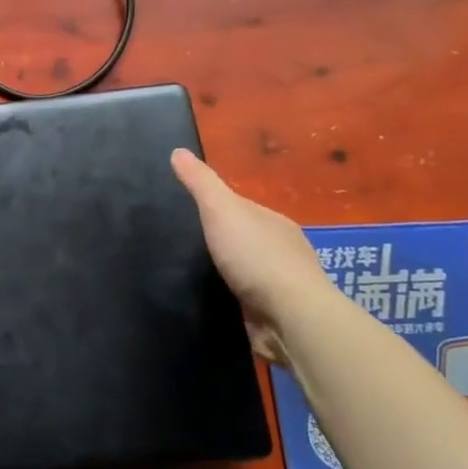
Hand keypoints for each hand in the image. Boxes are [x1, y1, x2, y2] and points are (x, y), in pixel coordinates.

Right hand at [170, 150, 331, 329]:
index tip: (185, 212)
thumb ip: (200, 183)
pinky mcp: (273, 314)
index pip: (240, 208)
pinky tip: (211, 299)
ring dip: (225, 272)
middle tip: (180, 245)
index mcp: (274, 223)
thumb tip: (178, 151)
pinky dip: (230, 297)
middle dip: (220, 241)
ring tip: (188, 274)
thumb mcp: (221, 209)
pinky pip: (246, 300)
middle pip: (244, 239)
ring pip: (245, 272)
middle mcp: (282, 251)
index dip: (214, 207)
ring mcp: (279, 285)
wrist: (289, 317)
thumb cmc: (256, 257)